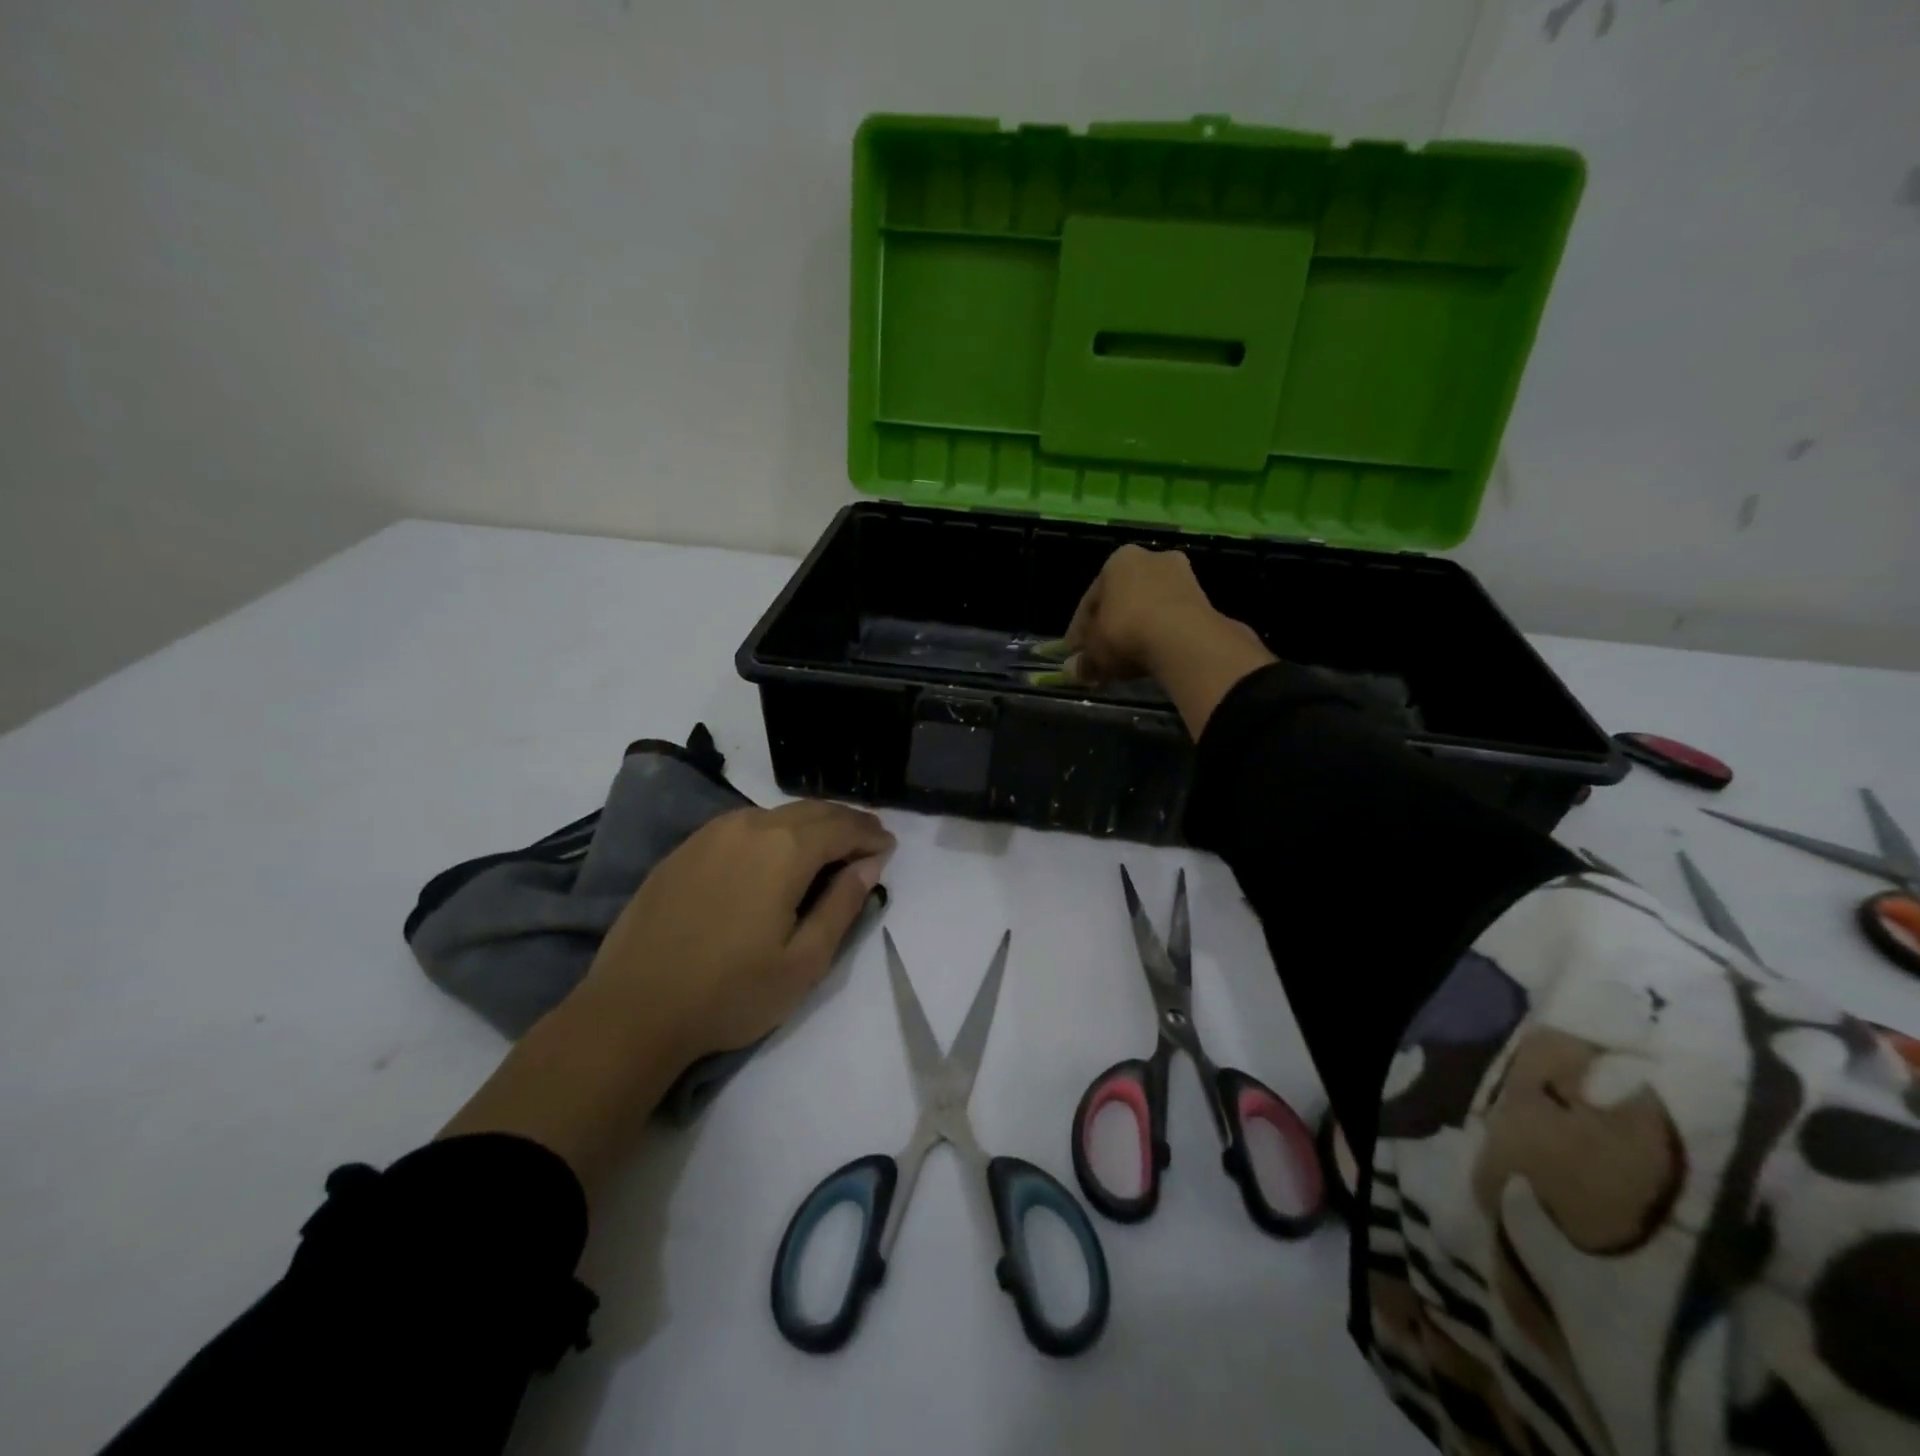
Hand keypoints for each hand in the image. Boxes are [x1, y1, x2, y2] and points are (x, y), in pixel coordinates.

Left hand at [578, 801, 894, 1067]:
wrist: (633, 1010)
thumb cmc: (731, 992)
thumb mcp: (804, 961)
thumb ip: (843, 904)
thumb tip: (870, 863)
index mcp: (784, 849)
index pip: (842, 827)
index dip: (870, 835)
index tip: (889, 847)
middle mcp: (749, 826)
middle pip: (812, 811)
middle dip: (845, 822)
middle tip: (867, 841)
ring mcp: (711, 834)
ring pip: (776, 814)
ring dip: (810, 825)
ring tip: (827, 848)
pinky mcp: (685, 849)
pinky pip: (743, 825)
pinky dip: (773, 831)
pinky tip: (774, 855)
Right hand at [1060, 544, 1274, 736]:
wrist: (1183, 638)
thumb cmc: (1126, 631)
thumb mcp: (1096, 650)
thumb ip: (1084, 660)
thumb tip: (1072, 671)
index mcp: (1117, 560)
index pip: (1090, 599)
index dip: (1079, 630)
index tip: (1075, 654)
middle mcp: (1150, 558)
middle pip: (1122, 600)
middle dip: (1110, 629)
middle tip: (1101, 659)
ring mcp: (1181, 575)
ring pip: (1148, 608)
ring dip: (1136, 631)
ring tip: (1126, 662)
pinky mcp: (1203, 598)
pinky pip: (1171, 618)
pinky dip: (1159, 635)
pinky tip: (1151, 656)